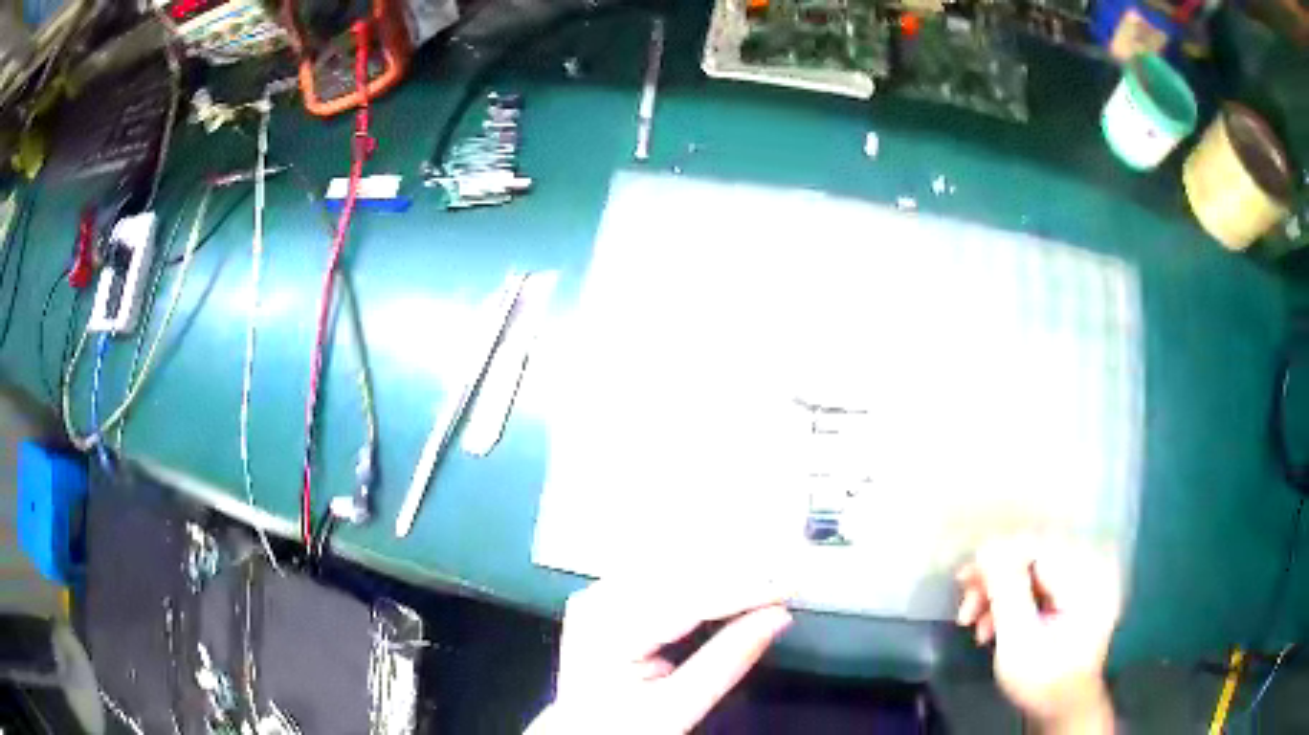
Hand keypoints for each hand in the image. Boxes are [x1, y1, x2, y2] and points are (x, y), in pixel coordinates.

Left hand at [525, 571, 792, 734]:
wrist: (583, 733)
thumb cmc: (624, 727)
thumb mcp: (676, 708)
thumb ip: (728, 660)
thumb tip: (778, 617)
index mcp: (607, 630)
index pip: (688, 599)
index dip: (746, 589)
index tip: (790, 585)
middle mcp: (598, 600)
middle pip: (680, 573)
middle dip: (739, 572)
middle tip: (789, 574)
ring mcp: (600, 592)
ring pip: (673, 564)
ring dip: (725, 565)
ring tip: (770, 569)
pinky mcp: (610, 594)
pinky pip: (662, 571)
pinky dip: (703, 572)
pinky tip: (732, 569)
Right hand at [956, 539, 1121, 733]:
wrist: (1062, 710)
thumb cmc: (1043, 679)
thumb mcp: (1019, 639)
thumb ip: (1006, 590)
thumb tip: (987, 547)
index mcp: (1086, 575)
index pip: (1037, 548)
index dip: (998, 559)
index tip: (964, 580)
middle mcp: (1089, 570)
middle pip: (1033, 560)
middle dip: (994, 585)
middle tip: (965, 610)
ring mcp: (1082, 585)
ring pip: (1030, 576)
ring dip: (998, 599)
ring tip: (973, 627)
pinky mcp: (1072, 600)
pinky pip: (1036, 589)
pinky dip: (1011, 606)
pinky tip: (991, 628)